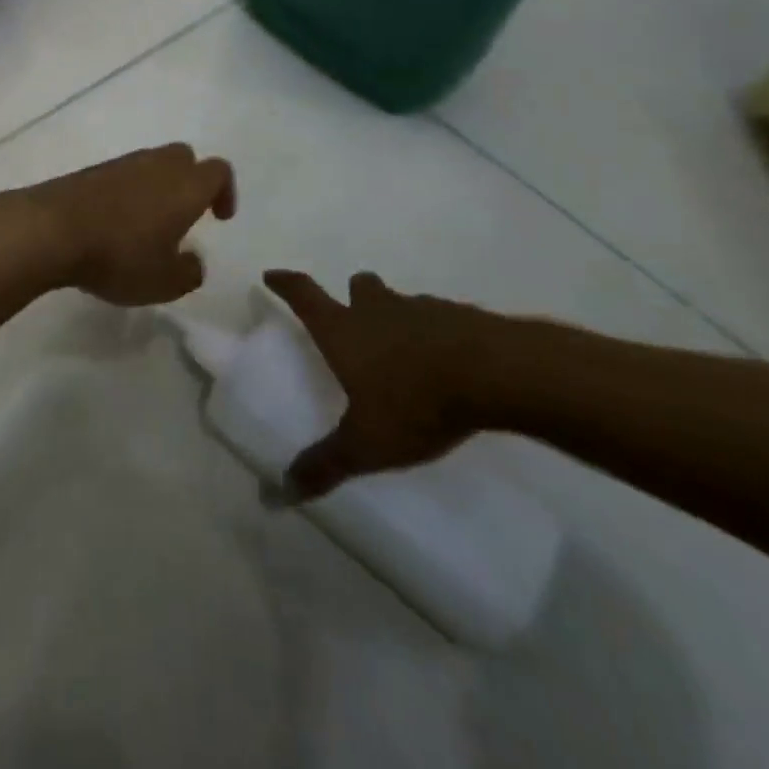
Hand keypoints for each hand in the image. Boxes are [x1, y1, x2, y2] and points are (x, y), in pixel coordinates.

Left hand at [20, 144, 235, 305]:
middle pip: (184, 157)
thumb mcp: (164, 282)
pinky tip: (114, 222)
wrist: (51, 229)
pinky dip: (126, 191)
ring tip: (146, 224)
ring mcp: (120, 164)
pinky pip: (121, 175)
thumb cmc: (119, 255)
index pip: (218, 171)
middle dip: (190, 181)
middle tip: (184, 215)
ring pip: (151, 163)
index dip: (225, 191)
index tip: (219, 218)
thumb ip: (189, 272)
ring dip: (156, 187)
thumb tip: (193, 261)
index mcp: (185, 186)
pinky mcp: (90, 171)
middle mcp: (156, 165)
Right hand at [263, 269, 494, 499]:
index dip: (285, 284)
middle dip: (353, 296)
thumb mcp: (366, 443)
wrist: (496, 373)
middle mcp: (377, 310)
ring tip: (405, 352)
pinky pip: (439, 319)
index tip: (272, 276)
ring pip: (399, 302)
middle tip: (355, 317)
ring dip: (396, 317)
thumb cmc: (416, 401)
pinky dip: (435, 334)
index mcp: (344, 330)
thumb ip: (326, 464)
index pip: (304, 294)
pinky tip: (448, 363)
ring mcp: (421, 309)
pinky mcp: (461, 317)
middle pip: (358, 287)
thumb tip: (279, 492)